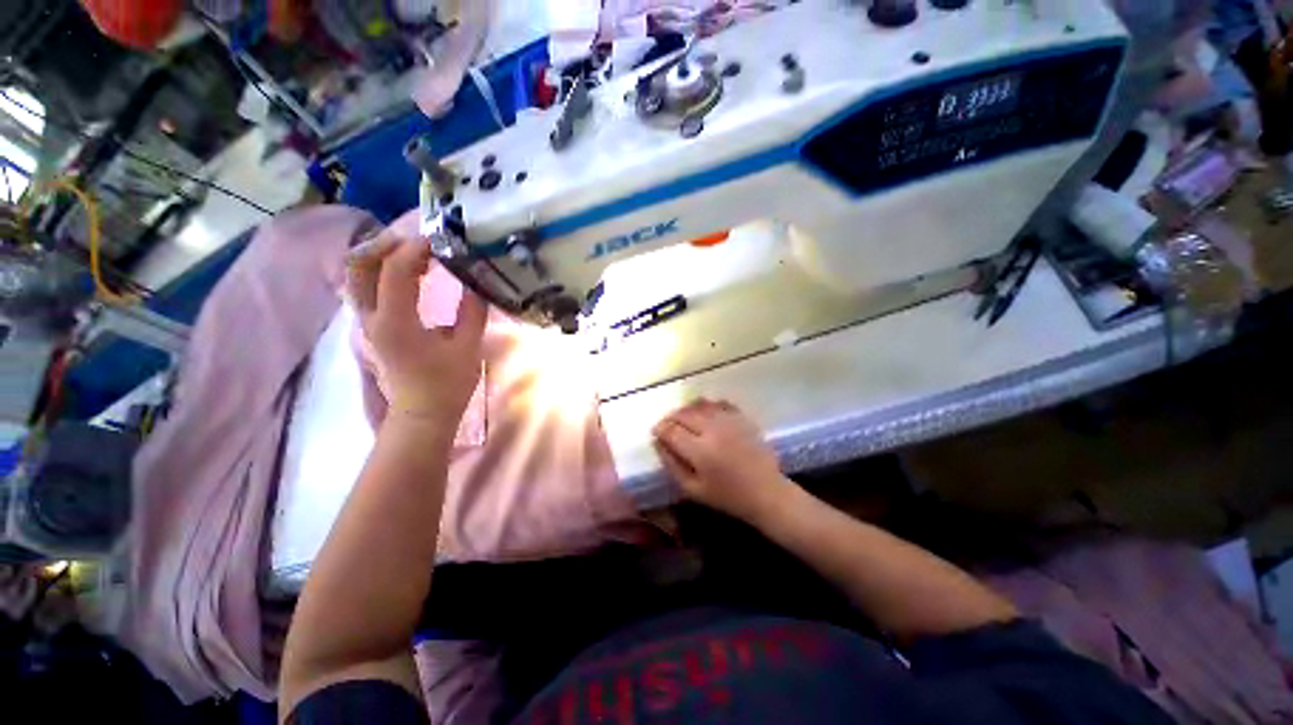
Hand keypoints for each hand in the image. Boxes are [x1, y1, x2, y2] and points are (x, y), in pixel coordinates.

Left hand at [346, 231, 486, 427]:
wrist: (423, 412)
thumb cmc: (448, 383)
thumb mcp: (469, 346)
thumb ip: (472, 310)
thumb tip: (476, 281)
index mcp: (396, 323)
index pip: (394, 271)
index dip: (415, 249)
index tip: (440, 239)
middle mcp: (372, 318)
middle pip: (358, 265)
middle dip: (386, 244)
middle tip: (419, 240)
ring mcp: (367, 321)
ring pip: (356, 274)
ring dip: (381, 255)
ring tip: (415, 251)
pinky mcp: (372, 325)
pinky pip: (366, 286)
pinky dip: (382, 270)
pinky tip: (409, 270)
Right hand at [652, 398, 793, 521]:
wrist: (766, 492)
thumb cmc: (727, 496)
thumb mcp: (693, 489)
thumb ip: (672, 464)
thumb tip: (657, 442)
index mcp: (700, 450)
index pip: (671, 430)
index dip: (659, 429)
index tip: (656, 433)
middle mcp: (713, 429)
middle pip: (683, 413)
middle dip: (670, 418)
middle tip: (667, 427)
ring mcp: (729, 420)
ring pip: (698, 404)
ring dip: (686, 410)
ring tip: (683, 421)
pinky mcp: (741, 417)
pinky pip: (717, 403)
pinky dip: (706, 406)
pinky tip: (704, 416)